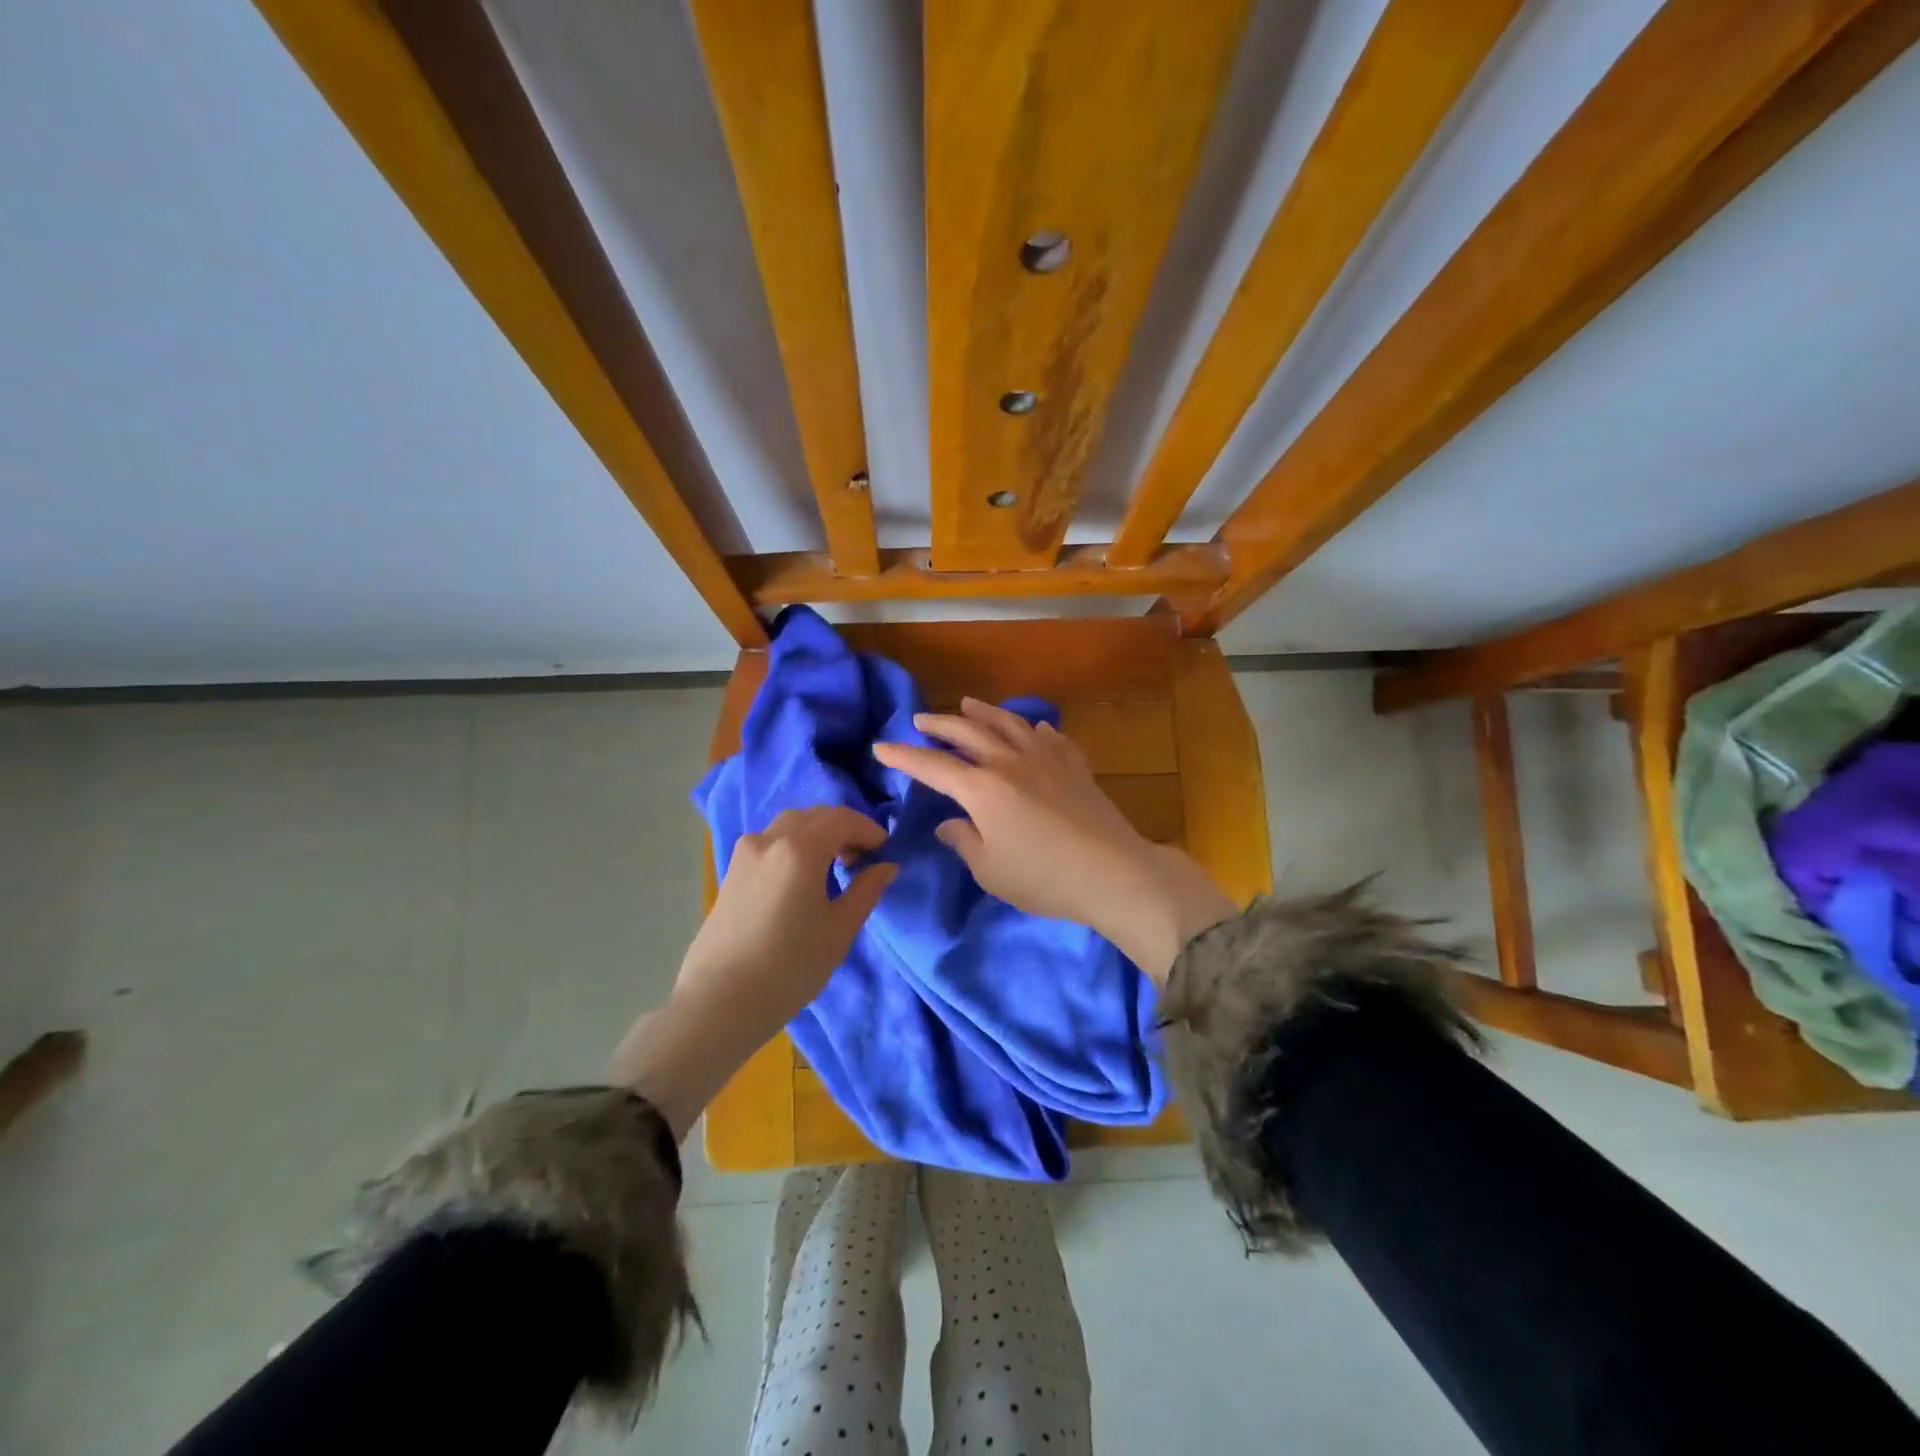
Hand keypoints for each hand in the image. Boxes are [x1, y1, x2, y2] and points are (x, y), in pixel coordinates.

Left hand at [611, 806, 895, 1136]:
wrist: (720, 1001)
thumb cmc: (790, 966)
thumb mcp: (839, 930)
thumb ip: (866, 891)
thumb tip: (886, 866)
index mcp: (800, 849)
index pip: (843, 819)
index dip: (869, 830)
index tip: (885, 852)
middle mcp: (770, 839)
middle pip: (815, 816)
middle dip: (844, 829)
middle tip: (862, 859)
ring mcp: (744, 854)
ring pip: (789, 825)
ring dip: (817, 834)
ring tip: (832, 866)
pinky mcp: (731, 872)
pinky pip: (770, 842)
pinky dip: (793, 845)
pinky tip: (801, 878)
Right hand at [872, 698, 1237, 982]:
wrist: (1112, 872)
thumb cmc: (1043, 878)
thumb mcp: (991, 870)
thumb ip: (964, 841)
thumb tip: (949, 823)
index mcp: (982, 789)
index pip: (933, 767)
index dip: (904, 757)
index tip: (880, 747)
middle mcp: (1010, 763)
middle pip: (968, 733)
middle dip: (940, 725)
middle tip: (920, 719)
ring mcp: (1046, 760)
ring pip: (1009, 724)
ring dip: (984, 713)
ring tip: (968, 704)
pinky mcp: (1075, 767)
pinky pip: (1051, 738)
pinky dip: (1035, 729)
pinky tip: (1034, 728)